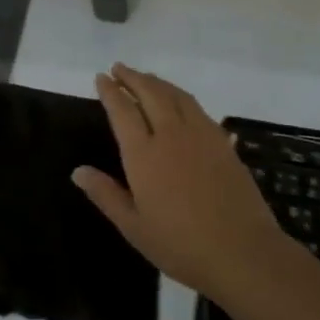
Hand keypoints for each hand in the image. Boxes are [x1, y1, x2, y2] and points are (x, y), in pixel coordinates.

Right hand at [72, 64, 291, 299]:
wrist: (242, 251)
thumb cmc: (180, 245)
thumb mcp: (133, 227)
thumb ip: (105, 194)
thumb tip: (78, 170)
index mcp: (144, 154)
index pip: (123, 111)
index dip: (110, 91)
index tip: (101, 77)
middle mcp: (172, 135)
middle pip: (150, 93)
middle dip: (132, 78)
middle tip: (119, 68)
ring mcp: (202, 136)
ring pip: (177, 96)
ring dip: (158, 82)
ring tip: (145, 78)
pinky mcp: (224, 144)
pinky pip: (198, 109)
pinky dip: (182, 97)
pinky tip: (180, 103)